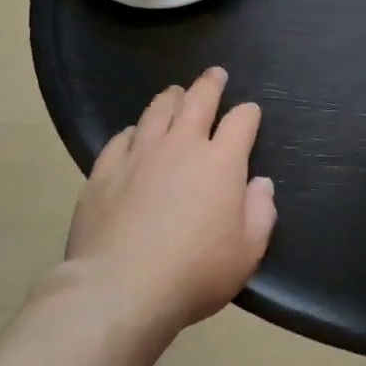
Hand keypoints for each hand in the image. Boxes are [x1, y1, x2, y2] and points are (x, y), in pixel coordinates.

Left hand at [61, 67, 275, 340]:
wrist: (119, 290)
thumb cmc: (194, 272)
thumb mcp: (248, 251)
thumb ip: (261, 213)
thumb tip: (260, 184)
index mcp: (221, 161)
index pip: (241, 120)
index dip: (248, 113)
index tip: (250, 112)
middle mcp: (182, 146)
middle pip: (198, 100)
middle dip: (210, 84)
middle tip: (215, 74)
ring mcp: (139, 155)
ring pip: (157, 111)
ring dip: (171, 98)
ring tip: (175, 93)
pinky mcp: (104, 173)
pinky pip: (120, 139)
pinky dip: (133, 131)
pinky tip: (134, 134)